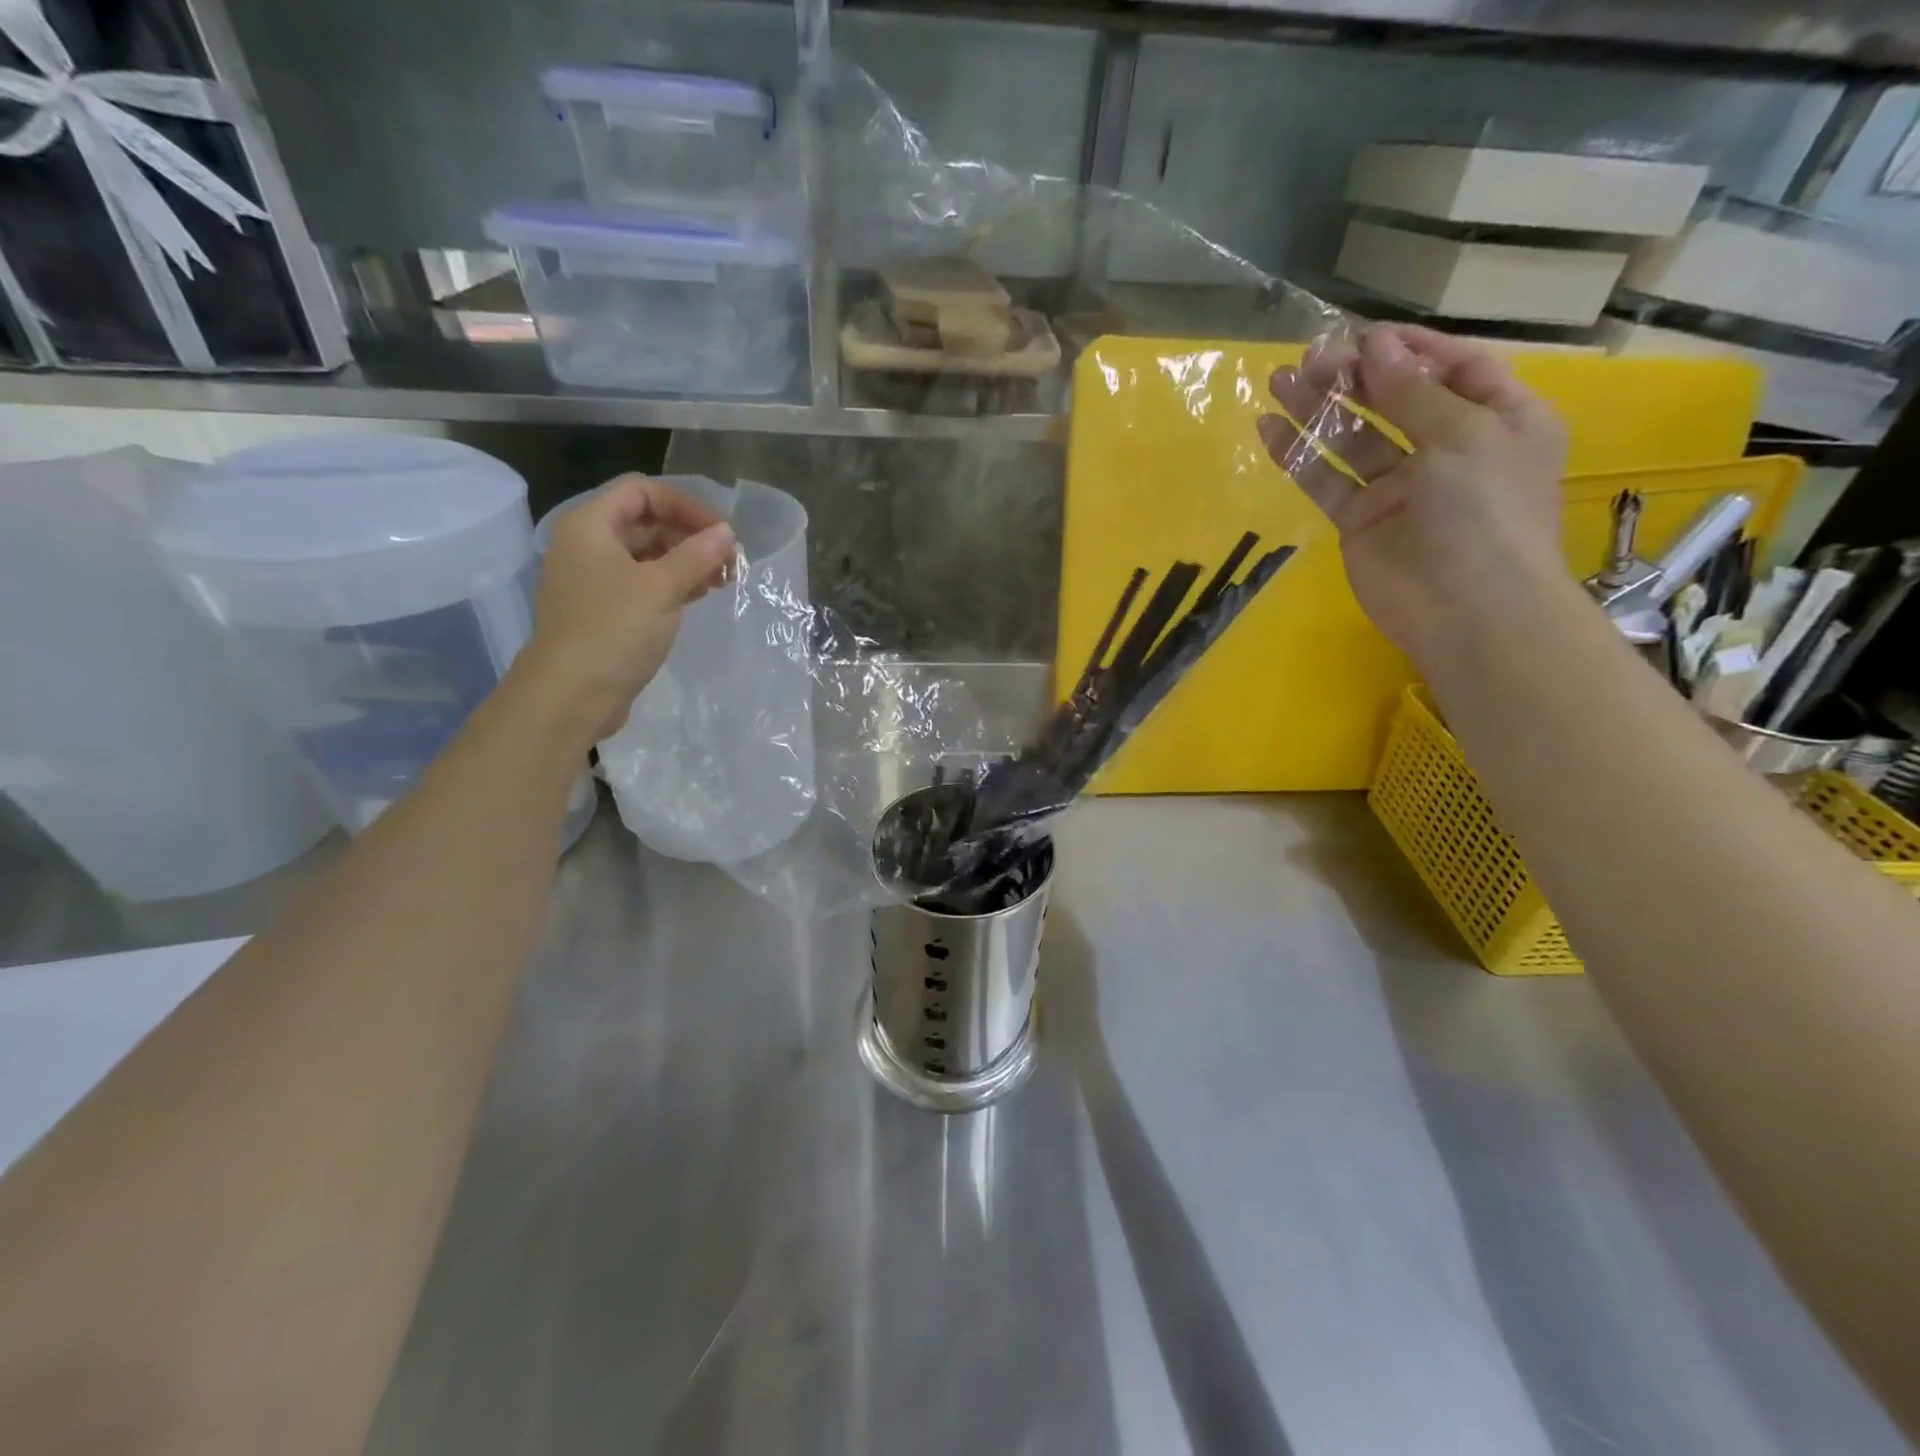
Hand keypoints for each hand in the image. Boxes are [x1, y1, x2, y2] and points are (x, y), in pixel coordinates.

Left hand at [517, 475, 735, 741]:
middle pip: (645, 522)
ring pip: (647, 555)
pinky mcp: (604, 610)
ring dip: (686, 562)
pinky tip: (699, 596)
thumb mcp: (662, 587)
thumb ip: (697, 555)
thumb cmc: (614, 630)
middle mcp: (587, 545)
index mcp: (590, 526)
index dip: (685, 505)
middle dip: (690, 536)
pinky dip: (672, 584)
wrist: (572, 694)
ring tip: (722, 581)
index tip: (721, 531)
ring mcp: (594, 580)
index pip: (642, 492)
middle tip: (729, 560)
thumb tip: (726, 533)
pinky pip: (642, 583)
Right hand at [1256, 324, 1569, 660]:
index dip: (1408, 350)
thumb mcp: (1462, 434)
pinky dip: (1299, 455)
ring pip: (1353, 438)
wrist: (1467, 609)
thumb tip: (1374, 346)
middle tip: (1310, 361)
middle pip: (1395, 400)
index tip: (1362, 338)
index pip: (1453, 368)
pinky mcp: (1360, 520)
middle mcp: (1449, 448)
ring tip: (1279, 382)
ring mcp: (1400, 487)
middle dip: (1355, 377)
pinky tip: (1270, 430)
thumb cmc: (1486, 510)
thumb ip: (1411, 392)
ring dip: (1319, 409)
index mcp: (1498, 418)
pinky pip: (1326, 480)